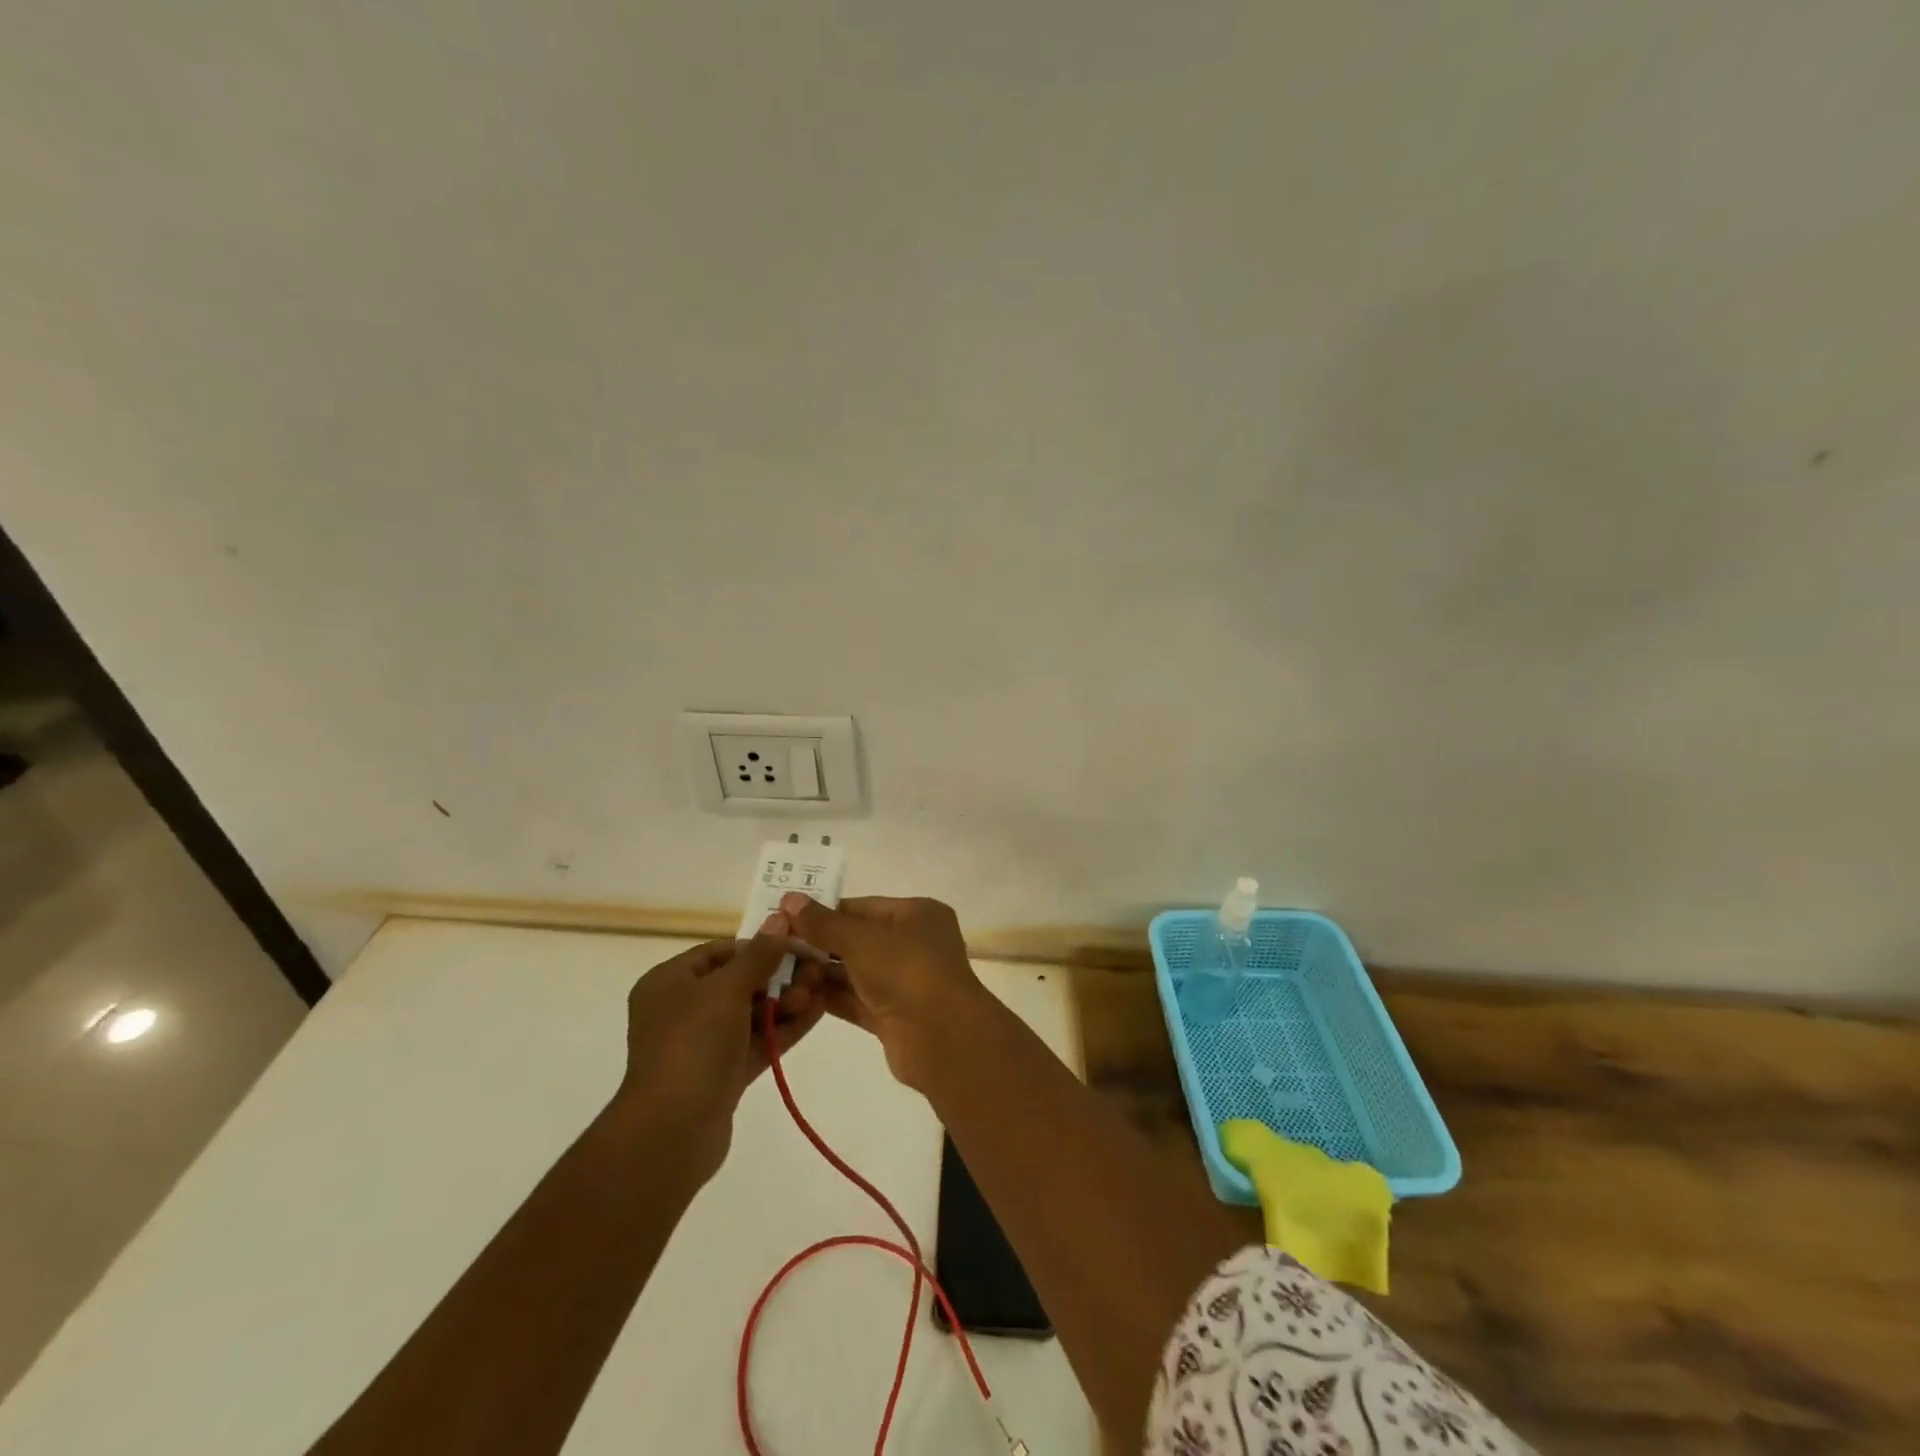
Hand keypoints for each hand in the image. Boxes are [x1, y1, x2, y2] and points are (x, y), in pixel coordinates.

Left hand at [614, 930, 824, 1171]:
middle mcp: (683, 1010)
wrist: (672, 1132)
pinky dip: (784, 1027)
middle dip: (778, 975)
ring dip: (785, 1000)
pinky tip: (818, 1012)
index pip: (719, 952)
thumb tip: (779, 919)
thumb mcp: (727, 989)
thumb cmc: (693, 1045)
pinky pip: (758, 1040)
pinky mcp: (724, 1073)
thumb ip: (758, 954)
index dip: (758, 945)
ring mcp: (703, 1044)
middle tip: (814, 971)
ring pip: (751, 1012)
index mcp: (669, 983)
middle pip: (738, 981)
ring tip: (819, 992)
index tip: (795, 944)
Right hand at [772, 894, 986, 1089]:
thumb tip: (789, 899)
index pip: (863, 907)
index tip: (785, 918)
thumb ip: (823, 923)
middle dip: (819, 944)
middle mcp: (914, 943)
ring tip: (778, 970)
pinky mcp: (894, 1015)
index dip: (825, 912)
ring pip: (856, 972)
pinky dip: (831, 997)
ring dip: (821, 972)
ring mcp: (905, 981)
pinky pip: (857, 1000)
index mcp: (917, 914)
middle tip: (775, 946)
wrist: (942, 1037)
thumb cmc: (906, 970)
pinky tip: (796, 995)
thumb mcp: (860, 940)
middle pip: (858, 939)